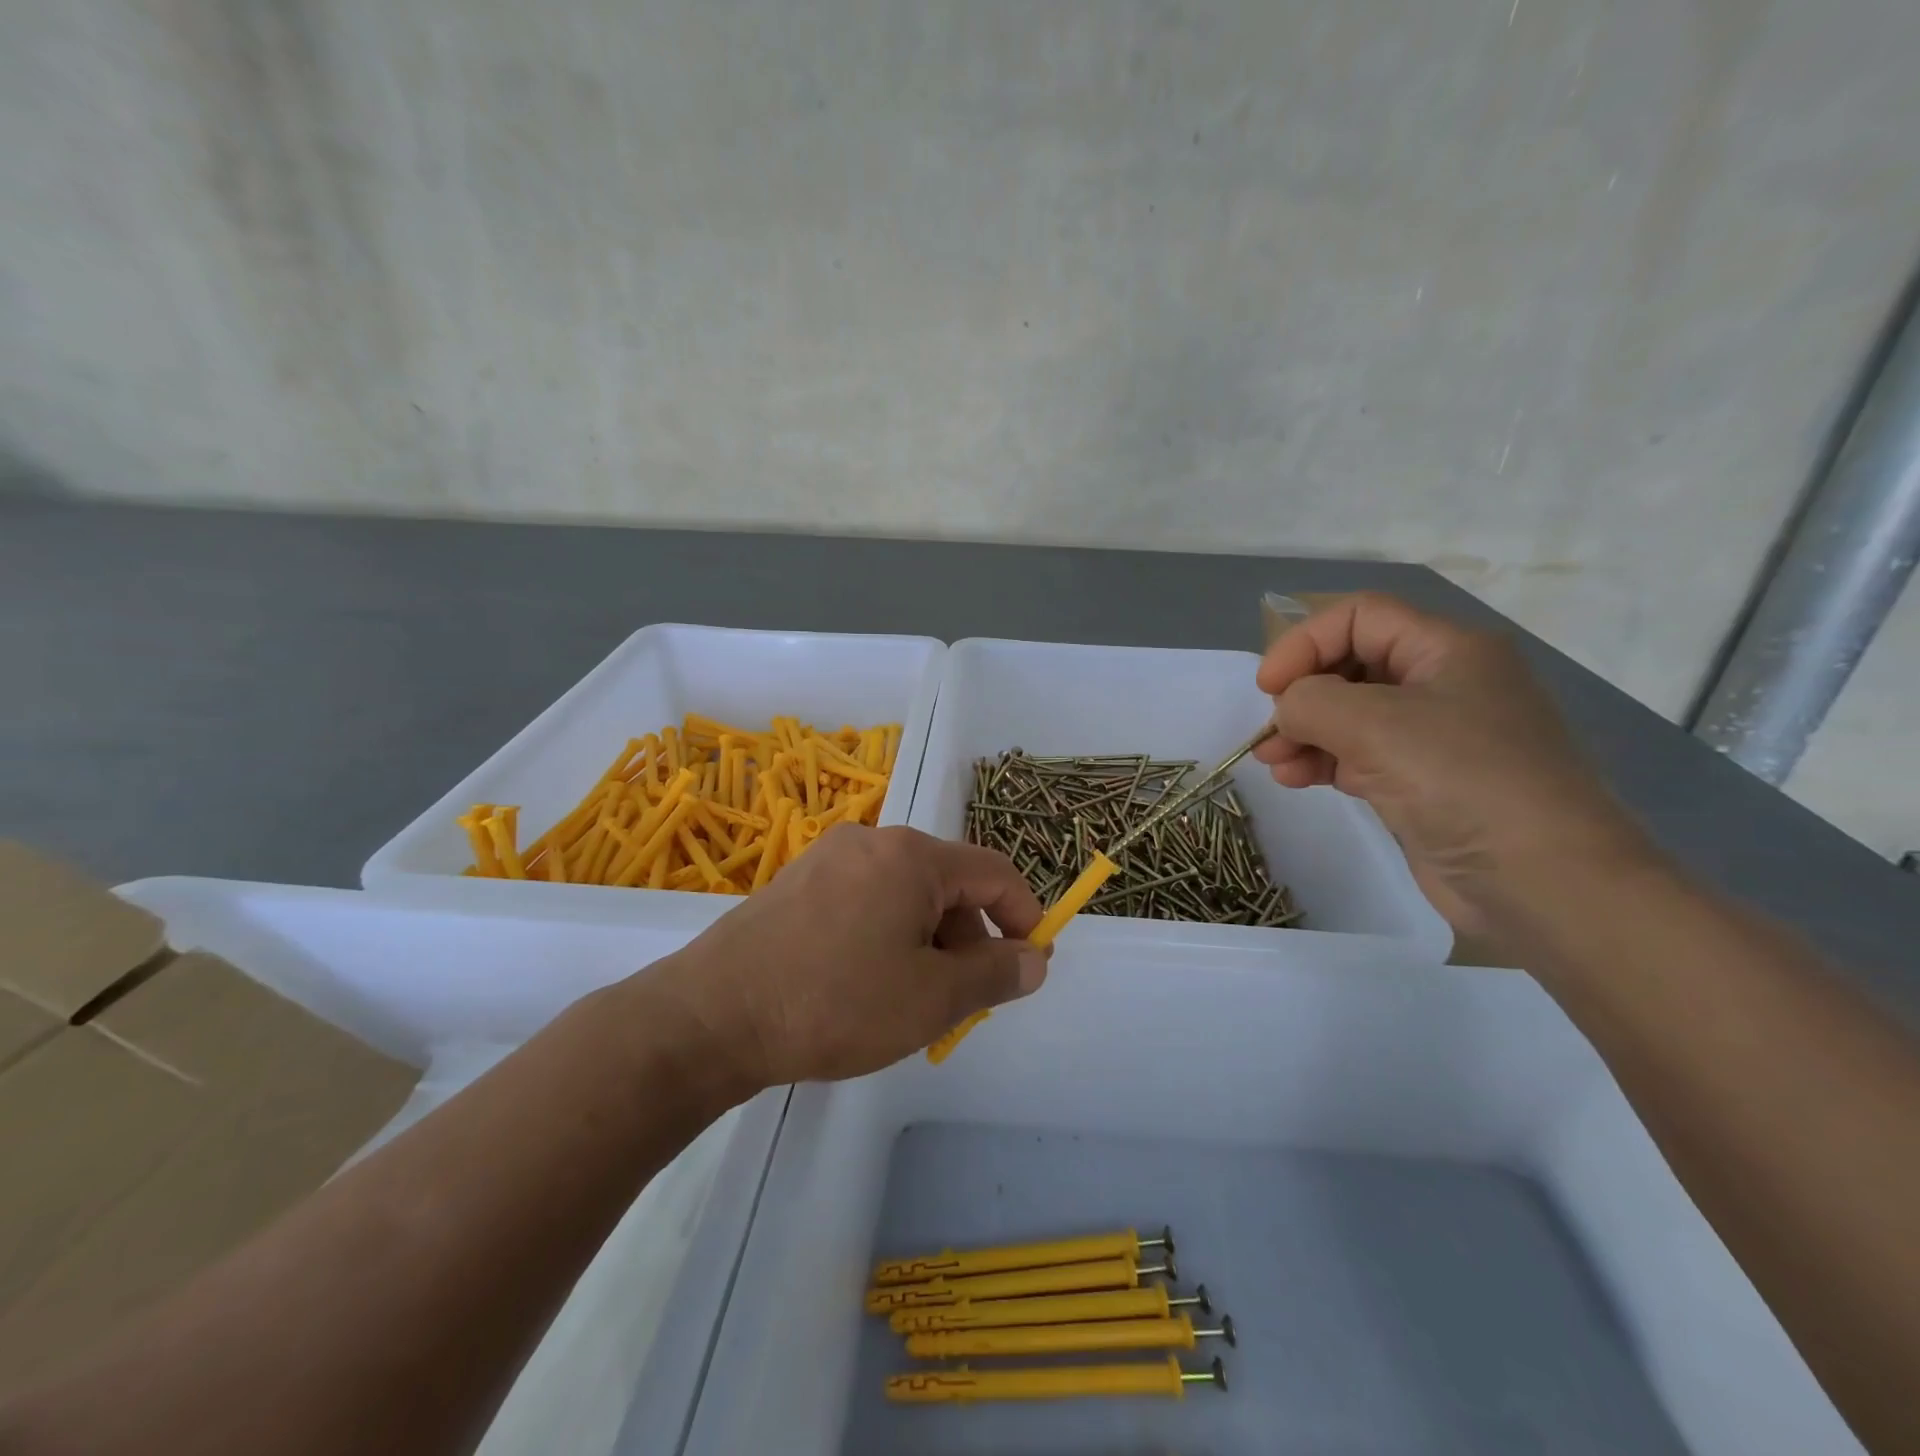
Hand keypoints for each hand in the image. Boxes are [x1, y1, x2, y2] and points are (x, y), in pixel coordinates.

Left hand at [644, 825, 1048, 1087]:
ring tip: (911, 1000)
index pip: (993, 872)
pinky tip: (865, 984)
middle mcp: (872, 841)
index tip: (1029, 964)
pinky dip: (887, 935)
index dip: (1023, 916)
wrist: (711, 1016)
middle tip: (962, 1000)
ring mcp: (829, 858)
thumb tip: (1035, 959)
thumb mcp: (931, 999)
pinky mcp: (798, 882)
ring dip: (927, 941)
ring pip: (905, 893)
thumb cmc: (835, 1003)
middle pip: (947, 882)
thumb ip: (994, 975)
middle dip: (968, 938)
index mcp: (912, 855)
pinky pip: (865, 899)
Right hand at [1253, 592, 1650, 938]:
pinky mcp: (1424, 781)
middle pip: (1352, 664)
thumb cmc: (1461, 780)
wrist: (1543, 881)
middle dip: (1301, 693)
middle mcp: (1443, 683)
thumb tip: (1289, 710)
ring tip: (1272, 763)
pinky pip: (1360, 755)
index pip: (1359, 617)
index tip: (1268, 687)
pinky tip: (1295, 780)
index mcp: (1447, 649)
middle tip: (1271, 731)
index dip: (1305, 642)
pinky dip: (1323, 761)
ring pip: (1351, 714)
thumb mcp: (1373, 724)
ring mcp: (1436, 736)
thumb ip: (1310, 700)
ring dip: (1303, 732)